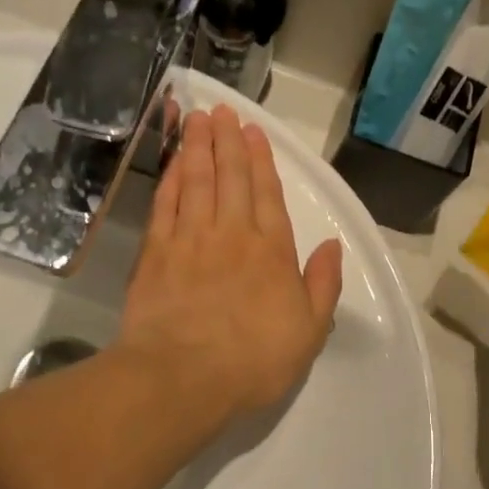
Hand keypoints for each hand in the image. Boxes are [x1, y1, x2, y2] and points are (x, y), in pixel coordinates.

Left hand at [118, 106, 343, 428]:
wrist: (183, 378)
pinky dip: (170, 180)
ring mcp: (190, 241)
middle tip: (221, 110)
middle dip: (227, 141)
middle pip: (230, 178)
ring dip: (198, 149)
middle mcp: (232, 235)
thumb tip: (332, 245)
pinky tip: (173, 163)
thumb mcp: (310, 331)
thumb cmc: (254, 360)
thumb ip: (323, 284)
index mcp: (272, 251)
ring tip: (197, 120)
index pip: (267, 194)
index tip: (253, 131)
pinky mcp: (156, 255)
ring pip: (197, 183)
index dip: (261, 160)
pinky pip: (165, 206)